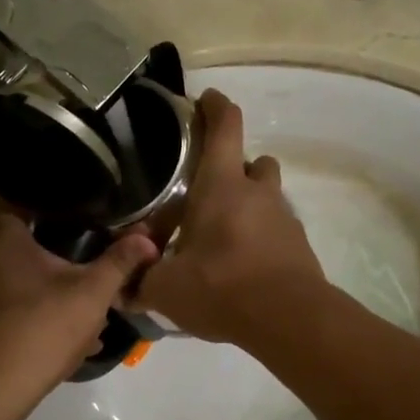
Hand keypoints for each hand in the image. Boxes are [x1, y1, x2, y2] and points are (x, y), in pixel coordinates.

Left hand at [0, 210, 157, 419]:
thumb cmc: (40, 330)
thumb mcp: (91, 294)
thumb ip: (119, 262)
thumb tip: (147, 237)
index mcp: (2, 240)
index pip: (21, 199)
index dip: (54, 202)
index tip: (82, 210)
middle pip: (27, 246)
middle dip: (62, 257)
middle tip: (94, 263)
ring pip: (23, 282)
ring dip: (55, 293)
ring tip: (89, 308)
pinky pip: (14, 310)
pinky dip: (40, 317)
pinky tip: (70, 339)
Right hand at [135, 90, 326, 345]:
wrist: (289, 320)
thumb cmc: (221, 287)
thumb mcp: (167, 289)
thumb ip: (140, 283)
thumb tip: (119, 289)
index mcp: (222, 186)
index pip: (225, 126)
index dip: (215, 106)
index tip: (205, 99)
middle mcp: (257, 193)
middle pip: (252, 161)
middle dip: (234, 167)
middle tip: (207, 191)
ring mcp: (284, 219)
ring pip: (268, 195)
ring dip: (250, 202)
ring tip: (223, 233)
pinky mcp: (299, 247)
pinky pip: (277, 229)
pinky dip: (260, 236)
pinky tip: (242, 265)